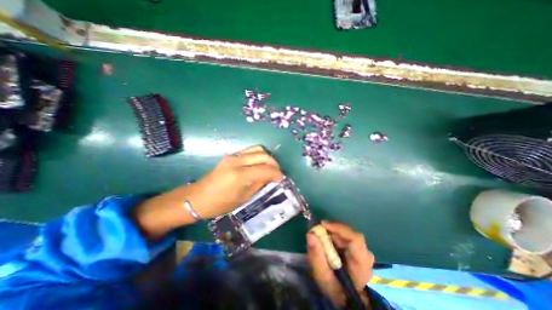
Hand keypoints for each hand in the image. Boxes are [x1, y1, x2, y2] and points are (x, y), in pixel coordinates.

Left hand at [185, 144, 280, 218]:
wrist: (196, 198)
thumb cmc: (219, 204)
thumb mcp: (243, 198)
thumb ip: (258, 184)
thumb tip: (271, 177)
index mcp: (240, 176)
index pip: (265, 169)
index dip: (276, 173)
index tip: (281, 178)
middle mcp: (237, 162)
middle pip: (263, 155)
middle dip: (274, 163)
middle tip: (277, 173)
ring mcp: (232, 156)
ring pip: (257, 149)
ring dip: (266, 157)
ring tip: (269, 167)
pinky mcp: (230, 155)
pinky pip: (249, 151)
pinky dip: (258, 155)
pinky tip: (259, 164)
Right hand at [307, 222, 374, 305]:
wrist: (346, 299)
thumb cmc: (335, 290)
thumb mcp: (322, 276)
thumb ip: (316, 255)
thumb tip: (310, 234)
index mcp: (361, 263)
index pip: (355, 238)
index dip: (339, 228)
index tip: (322, 225)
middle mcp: (366, 254)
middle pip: (348, 233)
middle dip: (332, 231)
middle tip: (317, 233)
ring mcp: (363, 251)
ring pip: (346, 234)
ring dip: (332, 234)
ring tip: (321, 240)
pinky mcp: (359, 250)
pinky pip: (346, 237)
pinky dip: (335, 237)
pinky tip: (328, 243)